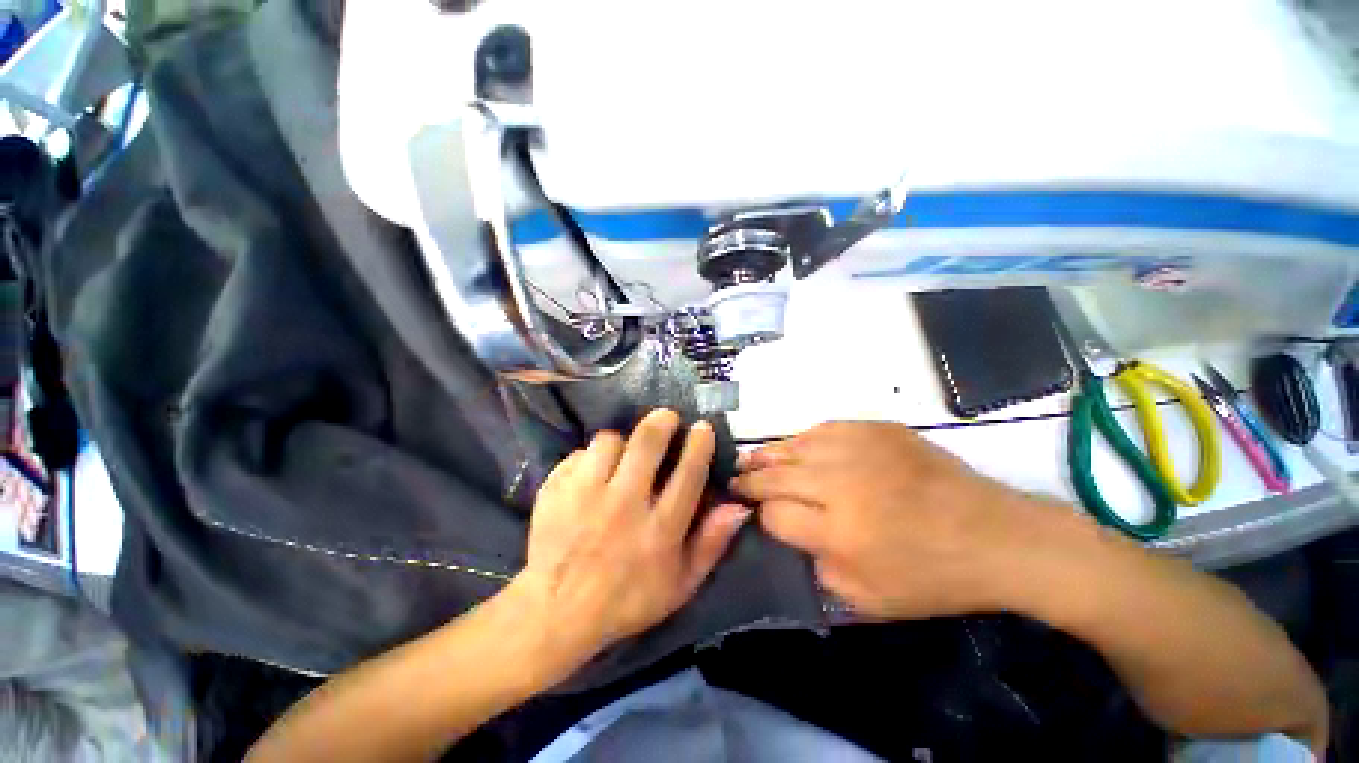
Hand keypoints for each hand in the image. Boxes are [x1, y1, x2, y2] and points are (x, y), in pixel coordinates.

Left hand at [514, 410, 750, 660]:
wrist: (556, 613)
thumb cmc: (626, 600)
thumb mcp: (680, 585)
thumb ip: (711, 544)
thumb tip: (738, 505)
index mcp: (659, 530)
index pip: (688, 473)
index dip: (700, 444)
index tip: (702, 427)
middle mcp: (624, 506)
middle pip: (647, 443)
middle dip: (662, 421)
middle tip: (667, 418)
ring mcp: (585, 495)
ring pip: (610, 441)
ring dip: (622, 440)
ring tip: (624, 452)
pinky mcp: (556, 491)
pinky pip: (579, 454)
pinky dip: (590, 457)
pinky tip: (592, 472)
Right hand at [732, 421, 1062, 619]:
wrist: (994, 536)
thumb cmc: (931, 577)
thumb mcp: (867, 600)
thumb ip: (816, 567)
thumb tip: (789, 533)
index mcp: (839, 531)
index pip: (775, 514)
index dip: (762, 516)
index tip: (759, 516)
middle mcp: (840, 483)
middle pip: (775, 474)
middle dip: (750, 479)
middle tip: (736, 480)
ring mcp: (858, 448)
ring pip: (792, 446)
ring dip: (766, 454)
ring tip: (751, 459)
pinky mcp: (875, 428)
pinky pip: (821, 429)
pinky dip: (801, 440)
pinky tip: (795, 447)